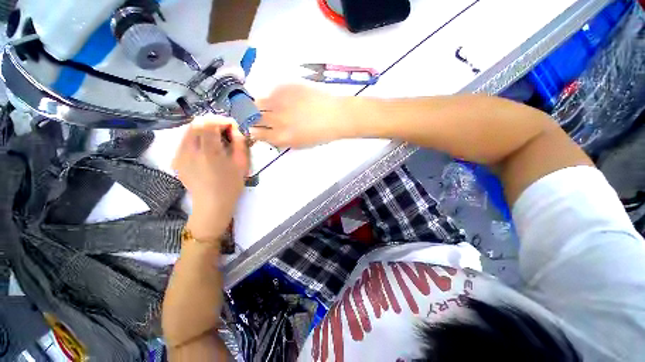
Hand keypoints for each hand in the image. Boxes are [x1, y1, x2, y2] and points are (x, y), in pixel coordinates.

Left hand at [172, 116, 248, 239]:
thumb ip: (239, 142)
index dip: (222, 120)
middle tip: (225, 130)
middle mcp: (189, 150)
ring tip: (216, 137)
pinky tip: (206, 147)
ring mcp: (179, 155)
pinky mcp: (176, 159)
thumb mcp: (242, 164)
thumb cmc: (231, 185)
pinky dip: (196, 137)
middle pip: (196, 123)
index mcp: (209, 152)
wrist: (212, 204)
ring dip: (204, 129)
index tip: (232, 126)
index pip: (210, 123)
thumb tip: (234, 129)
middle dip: (212, 122)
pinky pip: (185, 140)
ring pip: (188, 130)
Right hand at [250, 85, 354, 147]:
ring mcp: (279, 102)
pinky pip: (272, 92)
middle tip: (259, 117)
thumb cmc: (320, 134)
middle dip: (252, 118)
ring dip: (260, 106)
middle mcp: (276, 120)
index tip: (253, 128)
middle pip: (253, 117)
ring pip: (258, 102)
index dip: (253, 131)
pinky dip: (274, 97)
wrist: (334, 116)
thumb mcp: (300, 144)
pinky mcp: (285, 88)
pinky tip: (285, 99)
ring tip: (269, 107)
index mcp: (280, 137)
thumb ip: (282, 141)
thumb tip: (269, 135)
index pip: (256, 134)